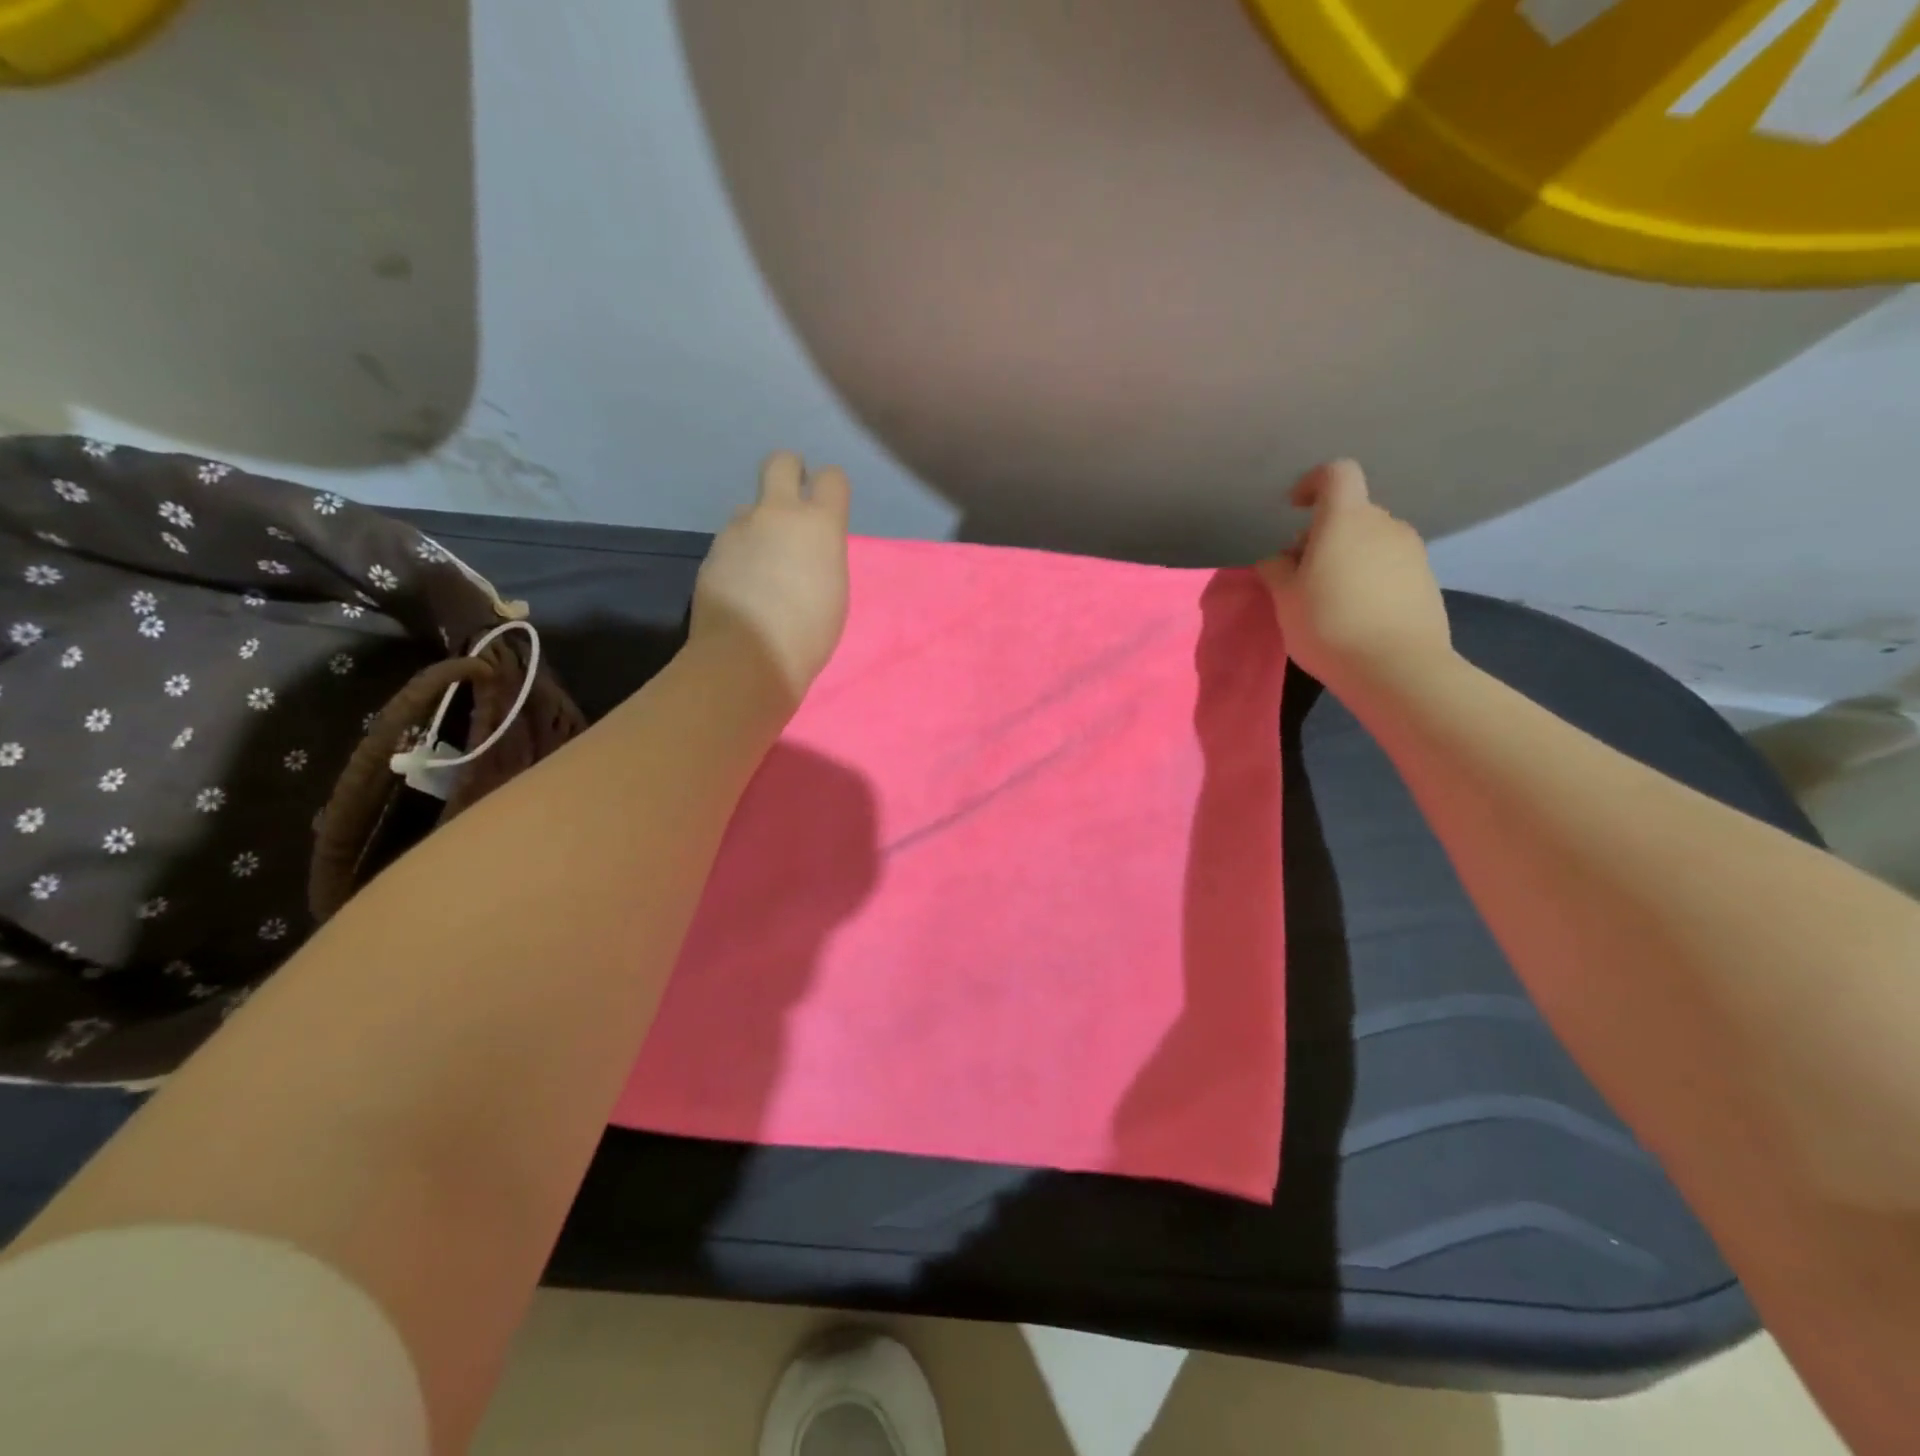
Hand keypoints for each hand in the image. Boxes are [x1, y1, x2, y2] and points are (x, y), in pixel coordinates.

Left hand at [690, 452, 851, 711]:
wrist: (749, 655)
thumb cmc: (809, 632)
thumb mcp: (834, 590)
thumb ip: (821, 555)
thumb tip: (804, 549)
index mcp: (819, 524)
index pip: (832, 478)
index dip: (831, 487)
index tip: (829, 505)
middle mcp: (777, 514)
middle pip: (780, 463)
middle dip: (789, 472)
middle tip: (792, 502)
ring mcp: (738, 530)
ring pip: (750, 509)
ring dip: (759, 526)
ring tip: (763, 565)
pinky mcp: (712, 552)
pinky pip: (731, 541)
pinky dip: (739, 555)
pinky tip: (742, 587)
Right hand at [1257, 460, 1452, 692]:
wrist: (1396, 667)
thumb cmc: (1328, 624)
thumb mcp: (1285, 599)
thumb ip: (1277, 570)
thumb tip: (1279, 559)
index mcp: (1346, 519)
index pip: (1336, 474)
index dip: (1313, 483)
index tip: (1293, 509)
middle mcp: (1384, 525)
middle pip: (1351, 512)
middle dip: (1323, 533)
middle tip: (1301, 572)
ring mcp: (1412, 551)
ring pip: (1371, 540)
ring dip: (1347, 556)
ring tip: (1328, 597)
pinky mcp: (1426, 580)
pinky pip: (1389, 565)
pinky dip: (1369, 576)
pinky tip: (1356, 613)